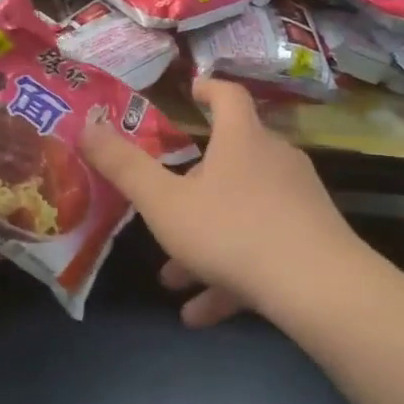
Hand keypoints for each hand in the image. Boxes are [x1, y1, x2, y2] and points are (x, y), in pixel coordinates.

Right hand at [81, 78, 367, 326]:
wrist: (317, 287)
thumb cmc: (231, 230)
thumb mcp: (164, 203)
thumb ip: (124, 166)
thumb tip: (86, 126)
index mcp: (242, 141)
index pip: (229, 97)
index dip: (209, 90)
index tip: (194, 90)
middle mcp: (275, 162)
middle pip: (231, 162)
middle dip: (191, 187)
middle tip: (164, 206)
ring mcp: (297, 202)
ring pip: (241, 214)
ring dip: (204, 242)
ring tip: (172, 278)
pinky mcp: (311, 241)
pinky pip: (261, 251)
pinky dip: (230, 276)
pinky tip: (200, 313)